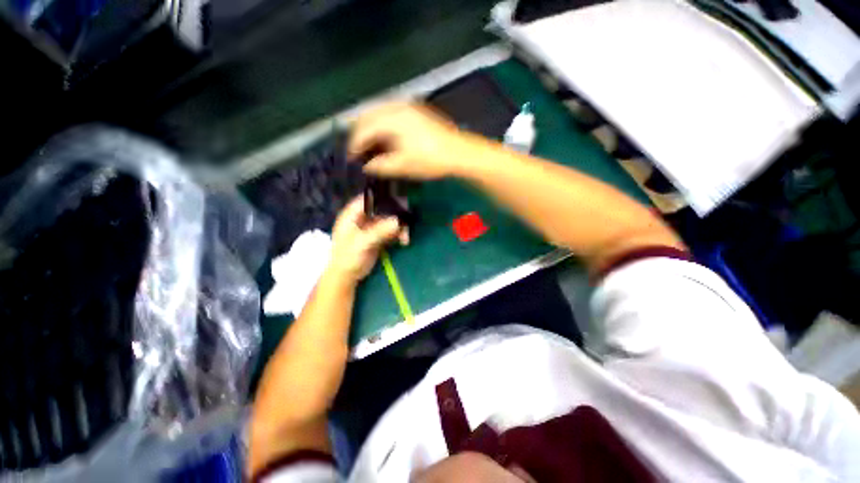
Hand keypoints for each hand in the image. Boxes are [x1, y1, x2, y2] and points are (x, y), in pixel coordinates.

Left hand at [328, 196, 407, 282]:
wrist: (347, 276)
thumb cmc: (347, 258)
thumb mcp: (362, 243)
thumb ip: (379, 231)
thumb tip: (397, 221)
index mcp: (352, 214)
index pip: (369, 198)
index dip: (384, 198)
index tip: (400, 202)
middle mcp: (363, 217)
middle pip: (383, 209)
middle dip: (396, 215)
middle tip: (406, 223)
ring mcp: (371, 227)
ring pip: (389, 220)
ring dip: (399, 226)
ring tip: (405, 237)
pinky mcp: (378, 236)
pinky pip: (391, 230)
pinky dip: (399, 234)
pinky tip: (404, 240)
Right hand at [348, 102, 472, 179]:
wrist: (459, 153)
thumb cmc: (430, 160)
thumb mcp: (403, 166)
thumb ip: (381, 165)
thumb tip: (366, 166)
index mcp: (391, 119)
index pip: (364, 129)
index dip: (354, 145)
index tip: (351, 159)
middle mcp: (397, 107)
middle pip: (368, 117)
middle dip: (360, 134)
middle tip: (358, 152)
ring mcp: (408, 107)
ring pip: (379, 114)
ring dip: (371, 129)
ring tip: (369, 146)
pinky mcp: (416, 111)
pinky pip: (391, 114)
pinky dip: (383, 125)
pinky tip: (385, 138)